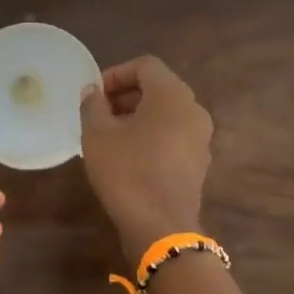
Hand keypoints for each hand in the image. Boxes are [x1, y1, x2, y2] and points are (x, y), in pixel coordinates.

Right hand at [79, 56, 213, 259]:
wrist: (160, 226)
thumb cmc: (126, 172)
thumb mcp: (97, 135)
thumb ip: (93, 106)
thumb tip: (92, 92)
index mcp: (172, 95)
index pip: (145, 66)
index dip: (115, 74)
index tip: (94, 95)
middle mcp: (194, 110)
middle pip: (158, 88)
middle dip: (126, 95)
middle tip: (98, 114)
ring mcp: (201, 138)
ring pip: (166, 114)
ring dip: (137, 117)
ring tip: (109, 136)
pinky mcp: (198, 163)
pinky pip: (173, 136)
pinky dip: (151, 136)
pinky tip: (128, 157)